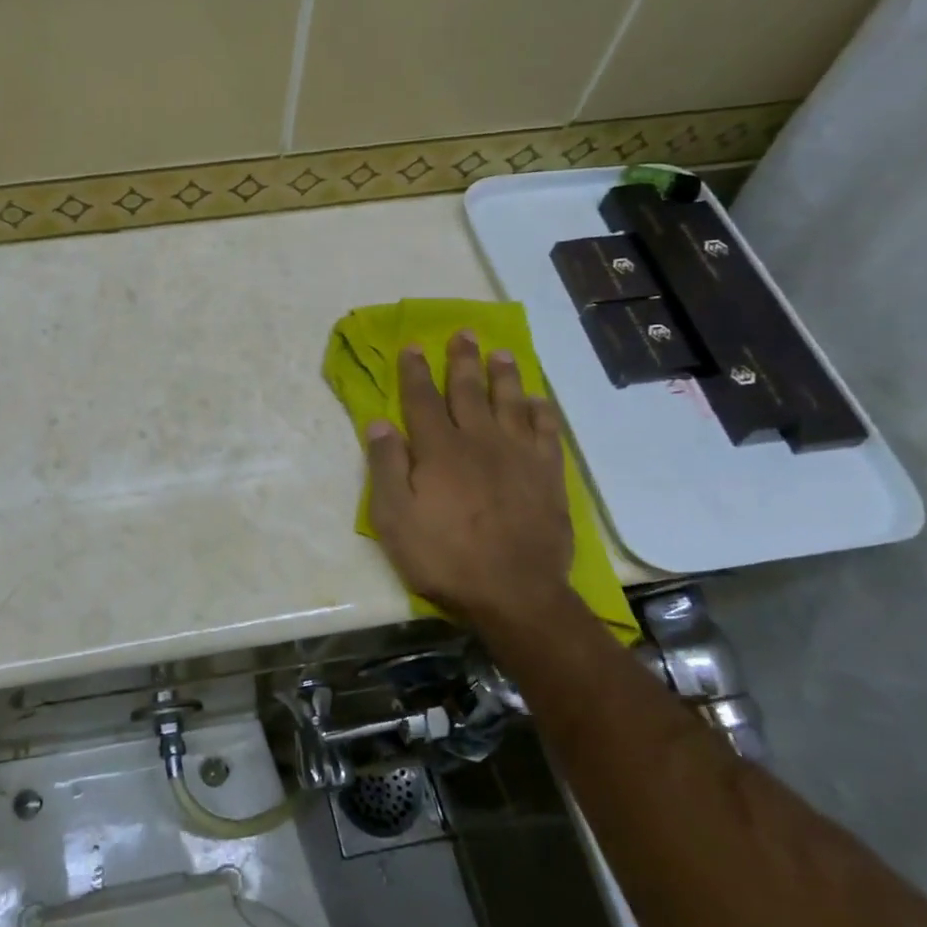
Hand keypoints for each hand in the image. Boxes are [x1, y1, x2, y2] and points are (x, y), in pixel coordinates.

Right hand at [366, 332, 575, 629]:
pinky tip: (538, 401)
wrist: (514, 593)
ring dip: (504, 375)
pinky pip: (546, 432)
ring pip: (510, 403)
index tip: (413, 346)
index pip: (422, 400)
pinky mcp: (547, 475)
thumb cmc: (444, 558)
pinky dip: (541, 412)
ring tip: (501, 353)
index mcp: (438, 450)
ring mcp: (518, 456)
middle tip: (464, 333)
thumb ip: (386, 468)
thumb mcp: (394, 519)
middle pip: (468, 391)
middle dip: (462, 360)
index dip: (415, 371)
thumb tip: (379, 423)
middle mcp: (479, 441)